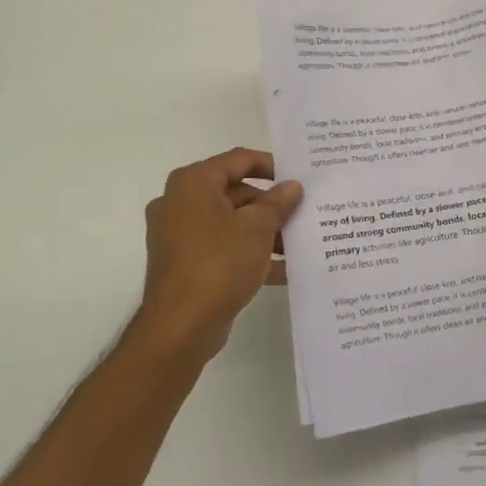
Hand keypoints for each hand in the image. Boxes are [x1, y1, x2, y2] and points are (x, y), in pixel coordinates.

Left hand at [135, 148, 302, 362]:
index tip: (299, 177)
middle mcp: (181, 203)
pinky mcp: (187, 264)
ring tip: (300, 244)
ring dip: (265, 232)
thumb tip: (292, 186)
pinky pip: (224, 249)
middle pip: (235, 193)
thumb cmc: (218, 263)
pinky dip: (250, 255)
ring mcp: (181, 235)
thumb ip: (278, 203)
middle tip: (304, 214)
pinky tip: (284, 270)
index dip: (271, 165)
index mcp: (193, 183)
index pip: (238, 160)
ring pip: (231, 224)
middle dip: (271, 206)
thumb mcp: (257, 228)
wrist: (181, 325)